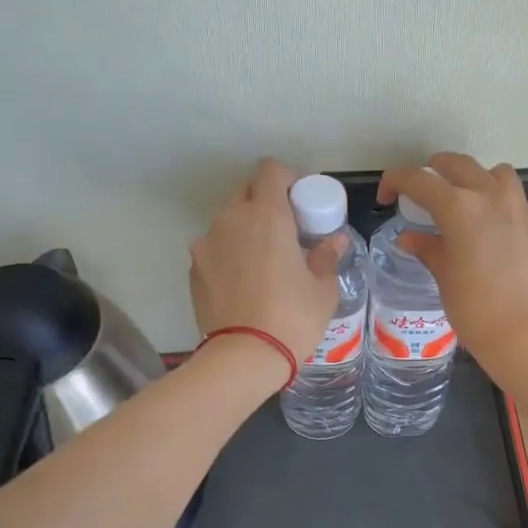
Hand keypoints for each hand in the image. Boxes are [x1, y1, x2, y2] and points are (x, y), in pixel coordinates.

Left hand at [191, 159, 342, 362]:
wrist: (243, 357)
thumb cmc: (292, 318)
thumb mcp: (322, 289)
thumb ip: (326, 257)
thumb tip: (334, 241)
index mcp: (266, 215)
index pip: (271, 171)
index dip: (288, 179)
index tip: (301, 201)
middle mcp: (230, 220)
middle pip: (246, 192)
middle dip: (265, 202)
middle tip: (286, 231)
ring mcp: (206, 243)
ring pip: (227, 222)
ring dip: (245, 230)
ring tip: (263, 262)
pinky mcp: (193, 269)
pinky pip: (214, 249)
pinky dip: (228, 255)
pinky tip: (243, 283)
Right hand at [378, 154, 527, 376]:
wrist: (527, 334)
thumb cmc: (476, 309)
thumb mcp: (444, 277)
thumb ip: (427, 249)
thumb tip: (409, 238)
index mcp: (459, 207)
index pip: (419, 180)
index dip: (396, 182)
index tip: (386, 199)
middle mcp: (489, 196)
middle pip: (456, 165)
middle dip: (431, 172)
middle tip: (417, 193)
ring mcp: (516, 207)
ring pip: (490, 172)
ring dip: (469, 177)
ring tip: (458, 201)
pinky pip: (509, 194)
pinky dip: (492, 196)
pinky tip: (483, 224)